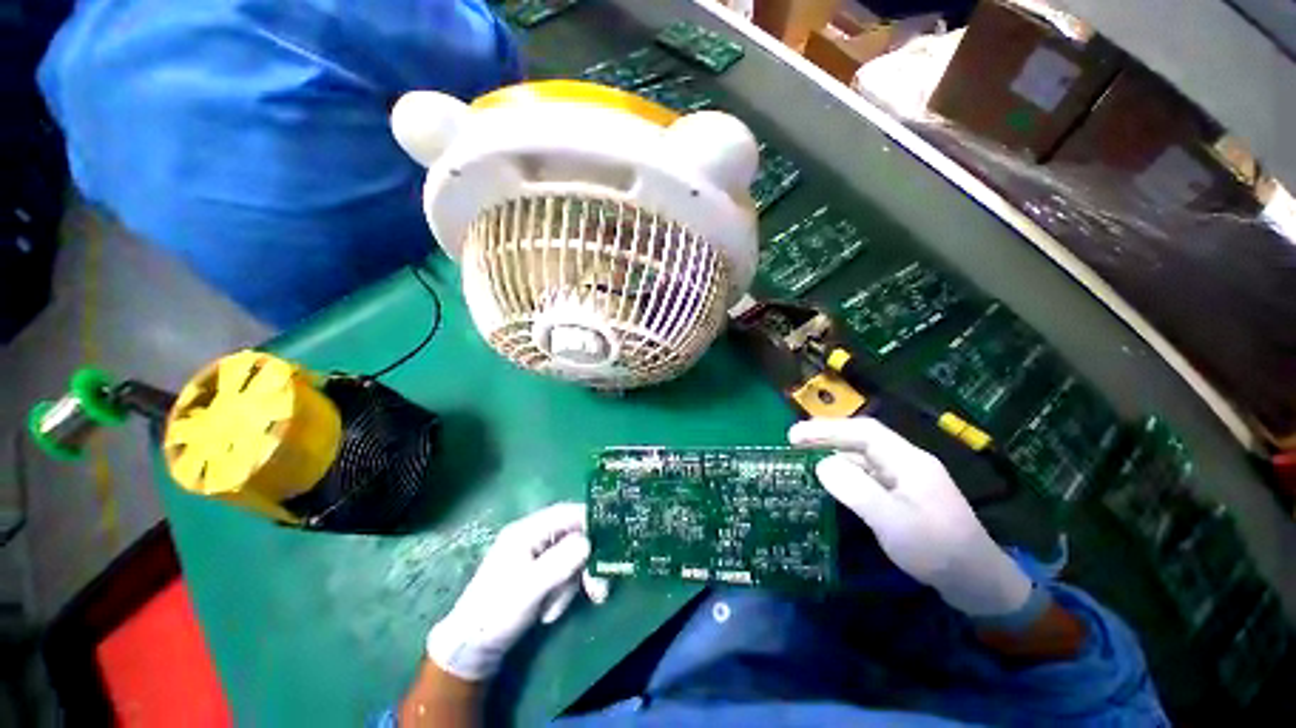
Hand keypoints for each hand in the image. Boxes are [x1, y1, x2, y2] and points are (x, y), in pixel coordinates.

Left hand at [426, 503, 609, 680]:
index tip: (612, 536)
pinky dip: (563, 593)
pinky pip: (564, 575)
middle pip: (573, 537)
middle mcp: (534, 538)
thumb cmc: (496, 613)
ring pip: (571, 558)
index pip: (566, 514)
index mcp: (526, 531)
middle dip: (584, 563)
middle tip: (598, 589)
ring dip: (571, 584)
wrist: (471, 650)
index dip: (589, 520)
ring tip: (553, 612)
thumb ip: (560, 562)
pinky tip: (549, 613)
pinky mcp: (540, 575)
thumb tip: (590, 542)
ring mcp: (537, 557)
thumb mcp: (529, 588)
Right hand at [789, 417, 1031, 617]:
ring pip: (863, 457)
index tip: (794, 435)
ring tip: (803, 458)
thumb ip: (857, 490)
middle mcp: (906, 463)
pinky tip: (830, 481)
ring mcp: (905, 480)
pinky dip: (844, 472)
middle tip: (792, 442)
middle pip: (861, 440)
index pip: (863, 431)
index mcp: (908, 461)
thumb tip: (821, 464)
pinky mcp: (903, 496)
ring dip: (833, 453)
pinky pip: (867, 475)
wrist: (980, 585)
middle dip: (826, 436)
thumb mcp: (894, 522)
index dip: (827, 428)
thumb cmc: (938, 551)